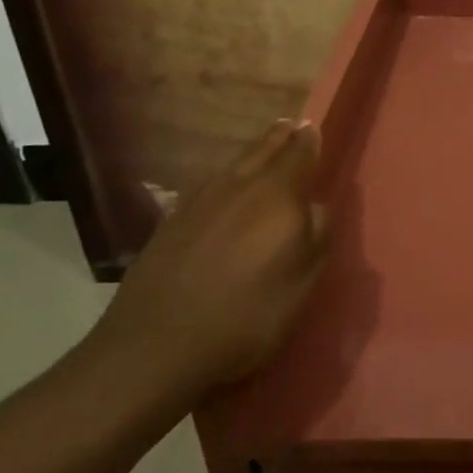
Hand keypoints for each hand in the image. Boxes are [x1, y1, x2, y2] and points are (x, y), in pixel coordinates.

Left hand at [96, 119, 332, 403]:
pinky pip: (207, 187)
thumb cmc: (247, 315)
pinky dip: (224, 180)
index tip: (312, 128)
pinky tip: (223, 190)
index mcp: (277, 195)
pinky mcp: (170, 224)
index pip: (298, 154)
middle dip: (278, 138)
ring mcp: (198, 203)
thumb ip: (317, 235)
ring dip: (251, 155)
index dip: (308, 141)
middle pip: (262, 151)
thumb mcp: (303, 282)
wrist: (155, 347)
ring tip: (262, 150)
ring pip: (232, 167)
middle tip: (289, 125)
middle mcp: (238, 187)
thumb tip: (317, 206)